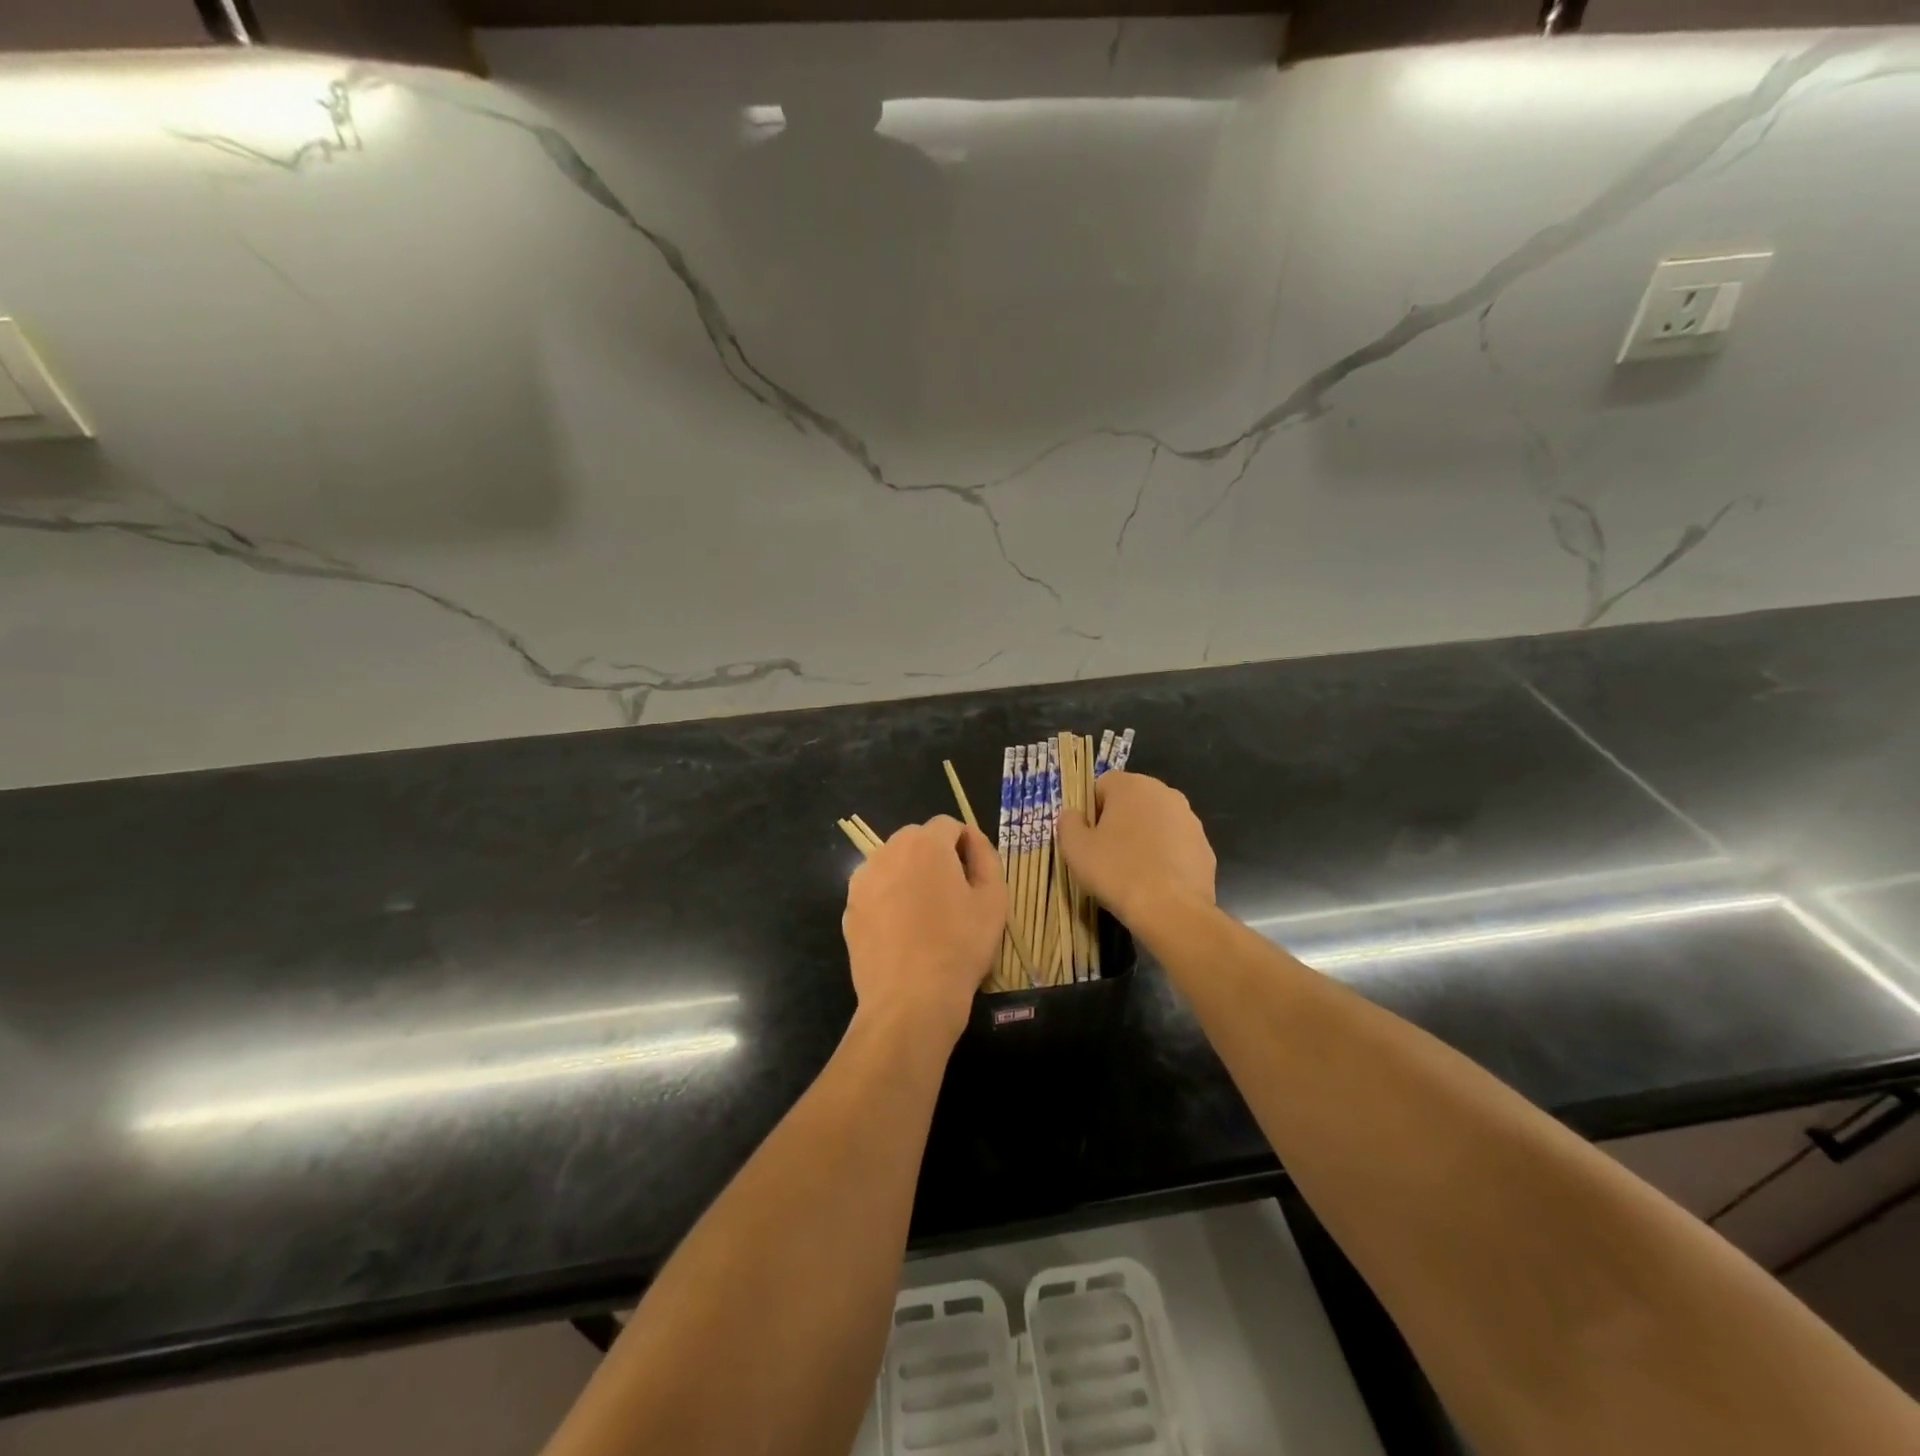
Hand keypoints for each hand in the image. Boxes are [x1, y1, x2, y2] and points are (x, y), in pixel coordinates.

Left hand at [842, 816, 1006, 1043]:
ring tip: (925, 915)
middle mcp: (888, 852)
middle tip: (953, 895)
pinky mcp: (849, 908)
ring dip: (909, 875)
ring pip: (892, 863)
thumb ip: (986, 856)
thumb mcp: (994, 899)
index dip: (965, 845)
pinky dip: (889, 899)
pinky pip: (875, 890)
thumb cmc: (959, 946)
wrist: (910, 999)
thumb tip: (972, 839)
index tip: (974, 876)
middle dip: (935, 857)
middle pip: (916, 840)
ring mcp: (863, 880)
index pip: (948, 825)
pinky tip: (902, 932)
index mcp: (925, 844)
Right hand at [1056, 771, 1215, 926]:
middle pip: (1131, 802)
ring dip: (1142, 838)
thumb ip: (1068, 822)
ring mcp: (1190, 819)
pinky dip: (1164, 856)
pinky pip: (1175, 844)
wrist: (1172, 911)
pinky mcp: (1205, 846)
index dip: (1090, 811)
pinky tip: (1155, 881)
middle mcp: (1165, 793)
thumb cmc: (1117, 872)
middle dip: (1118, 822)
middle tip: (1106, 855)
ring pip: (1155, 822)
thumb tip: (1073, 815)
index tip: (1088, 839)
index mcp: (1132, 785)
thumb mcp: (1075, 848)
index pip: (1101, 786)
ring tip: (1131, 871)